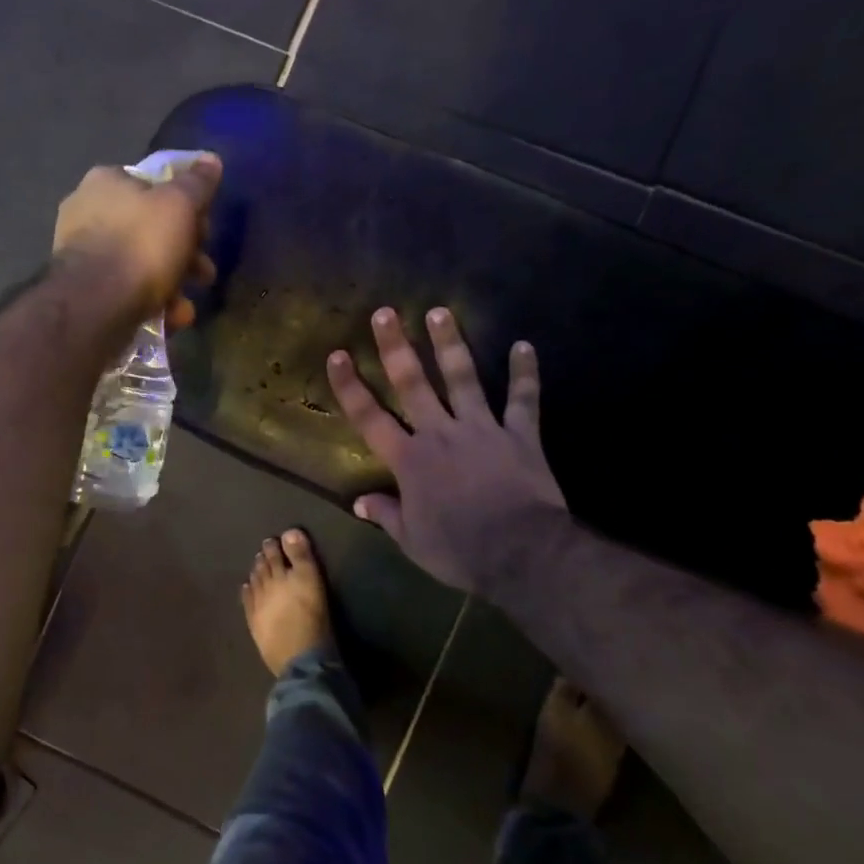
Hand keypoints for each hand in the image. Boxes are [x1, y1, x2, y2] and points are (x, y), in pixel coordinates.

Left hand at [53, 155, 220, 327]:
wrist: (96, 304)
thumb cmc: (141, 243)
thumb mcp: (180, 206)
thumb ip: (198, 183)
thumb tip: (211, 160)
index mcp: (106, 181)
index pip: (153, 185)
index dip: (186, 206)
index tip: (205, 229)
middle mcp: (87, 211)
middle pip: (150, 227)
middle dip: (184, 252)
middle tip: (203, 272)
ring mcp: (81, 253)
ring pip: (140, 262)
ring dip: (172, 283)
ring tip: (187, 305)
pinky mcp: (83, 289)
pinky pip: (125, 289)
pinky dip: (150, 301)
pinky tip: (169, 317)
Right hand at [327, 306, 566, 596]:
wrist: (521, 552)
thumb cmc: (460, 549)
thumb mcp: (413, 540)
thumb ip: (387, 514)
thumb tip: (359, 502)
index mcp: (410, 460)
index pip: (370, 417)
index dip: (351, 386)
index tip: (338, 355)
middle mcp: (440, 433)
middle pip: (413, 384)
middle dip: (396, 347)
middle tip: (386, 313)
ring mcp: (482, 429)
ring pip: (463, 378)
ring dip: (450, 344)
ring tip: (440, 311)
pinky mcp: (519, 435)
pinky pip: (523, 400)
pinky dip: (525, 374)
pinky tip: (524, 346)